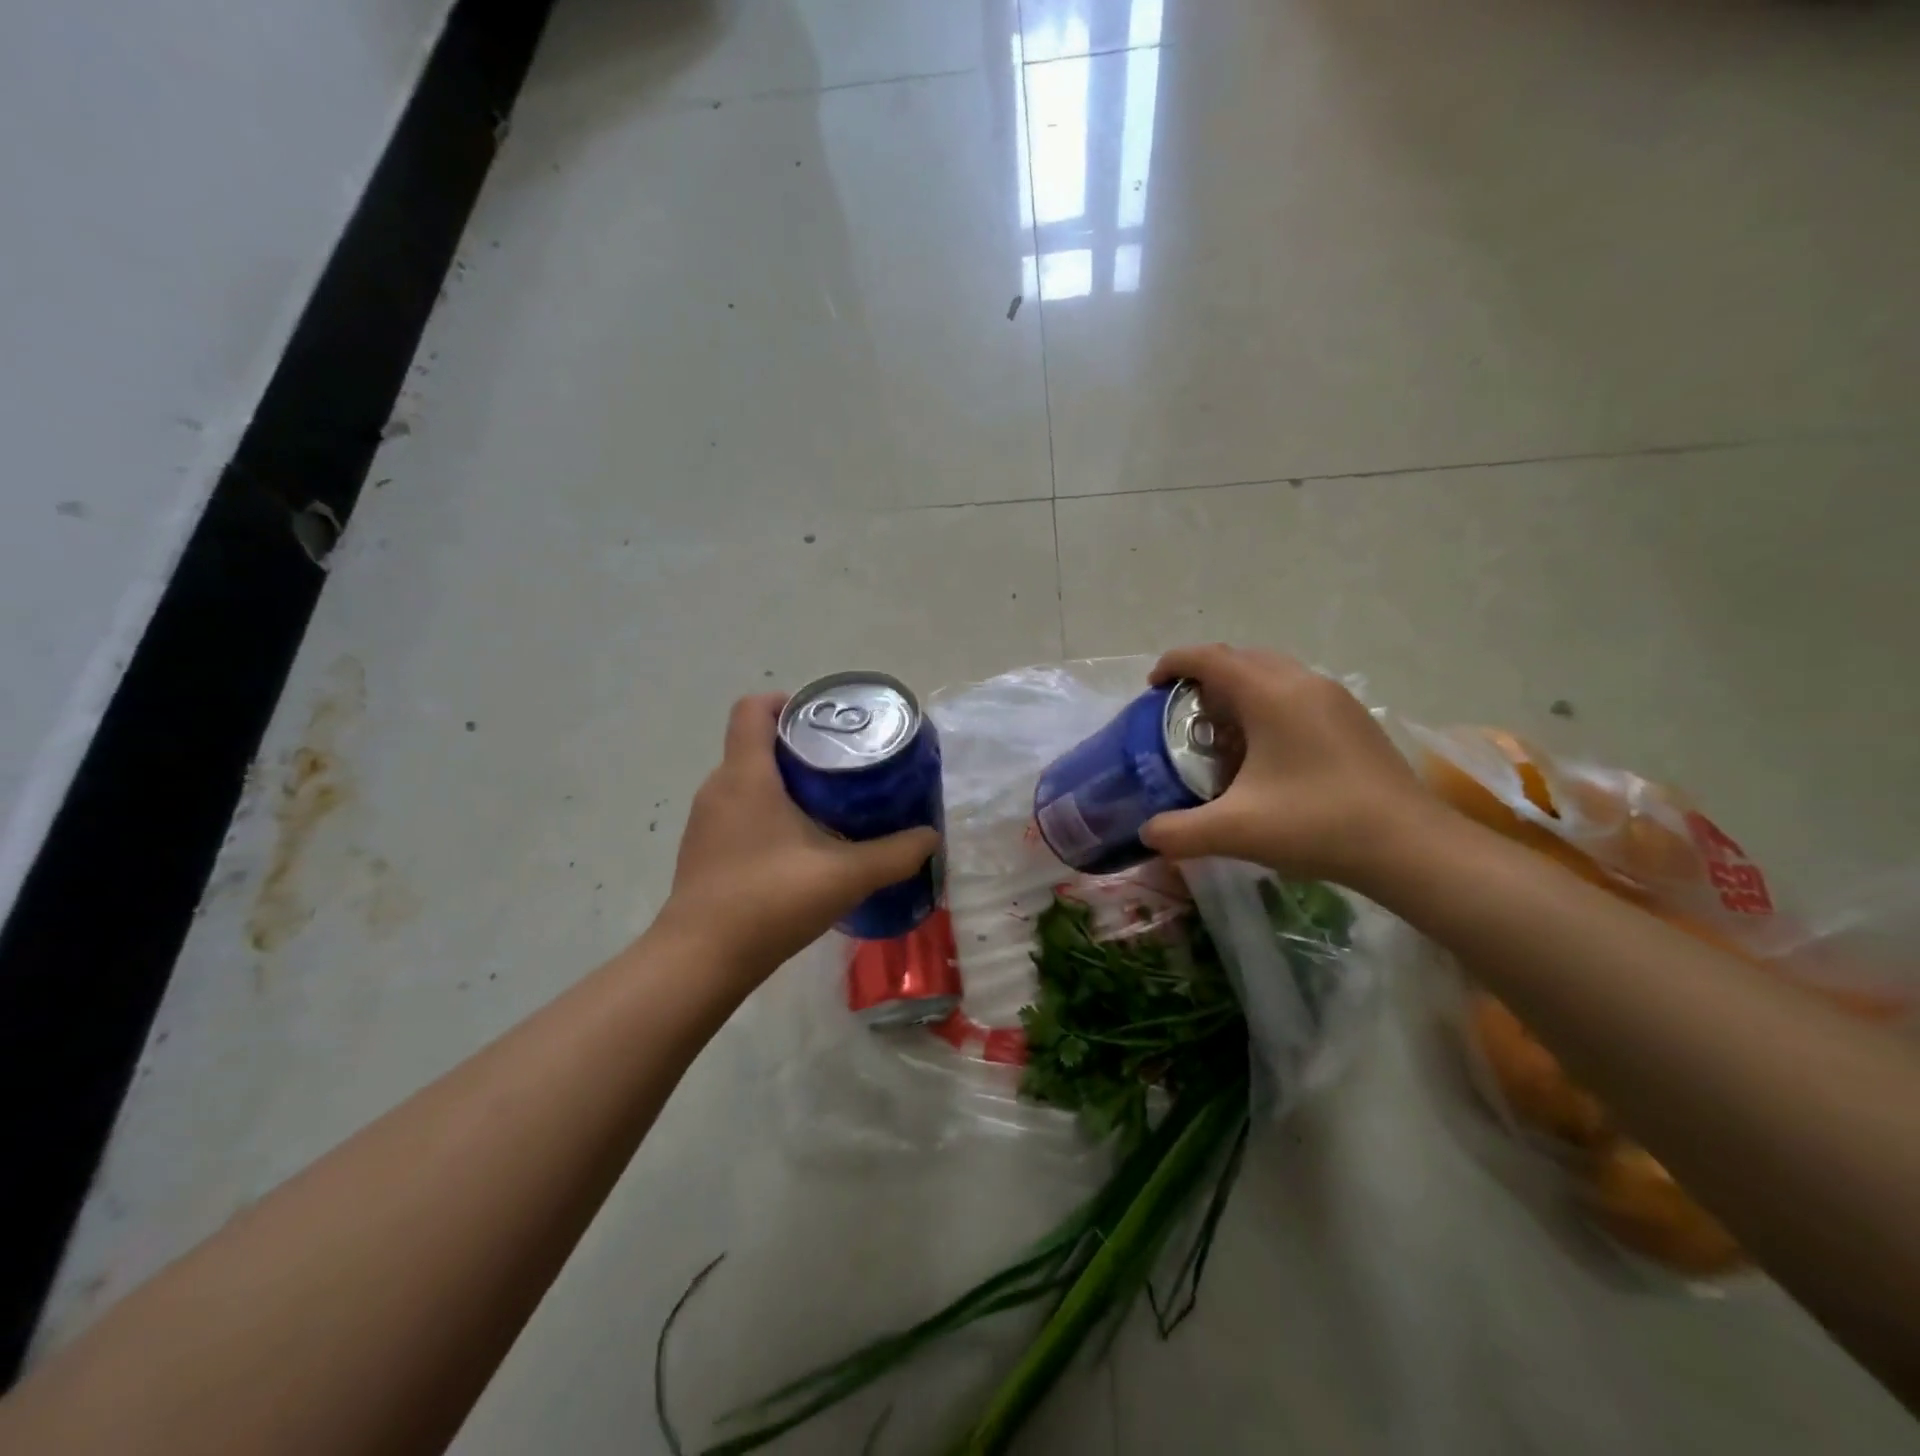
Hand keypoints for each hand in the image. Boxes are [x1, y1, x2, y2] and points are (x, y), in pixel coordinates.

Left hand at [655, 694, 941, 981]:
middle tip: (844, 765)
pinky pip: (738, 811)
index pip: (753, 708)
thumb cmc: (769, 900)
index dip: (787, 701)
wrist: (700, 961)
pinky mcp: (703, 850)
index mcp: (746, 775)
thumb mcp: (845, 876)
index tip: (825, 720)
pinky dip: (767, 813)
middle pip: (755, 744)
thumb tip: (930, 838)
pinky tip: (799, 847)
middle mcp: (719, 788)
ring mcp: (706, 821)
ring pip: (747, 780)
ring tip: (829, 804)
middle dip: (799, 746)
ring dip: (784, 783)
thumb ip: (894, 854)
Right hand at [1139, 645, 1434, 888]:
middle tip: (1182, 712)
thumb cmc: (1317, 824)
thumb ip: (1179, 831)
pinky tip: (1266, 750)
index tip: (1152, 687)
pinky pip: (1297, 692)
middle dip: (1205, 675)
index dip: (1174, 663)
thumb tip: (1148, 833)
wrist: (1411, 846)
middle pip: (1241, 658)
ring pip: (1273, 673)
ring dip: (1239, 688)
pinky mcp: (1353, 718)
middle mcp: (1302, 682)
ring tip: (1221, 730)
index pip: (1210, 658)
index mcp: (1270, 694)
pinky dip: (1268, 703)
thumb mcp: (1235, 831)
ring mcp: (1334, 698)